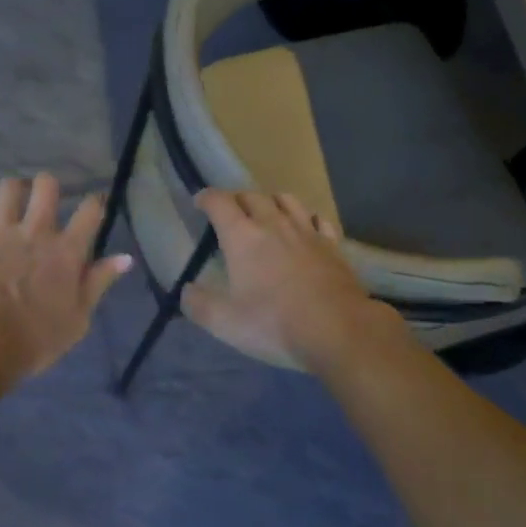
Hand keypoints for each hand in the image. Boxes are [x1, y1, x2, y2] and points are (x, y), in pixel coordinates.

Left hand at [0, 174, 131, 385]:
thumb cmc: (35, 339)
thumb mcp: (78, 319)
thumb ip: (99, 283)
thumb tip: (125, 258)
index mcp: (67, 251)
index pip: (90, 210)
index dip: (95, 202)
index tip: (94, 205)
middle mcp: (36, 230)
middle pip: (46, 185)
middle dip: (47, 186)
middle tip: (44, 200)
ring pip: (8, 187)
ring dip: (12, 192)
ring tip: (10, 205)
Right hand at [182, 190, 406, 372]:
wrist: (338, 330)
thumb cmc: (274, 324)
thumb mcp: (224, 323)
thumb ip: (199, 305)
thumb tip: (186, 291)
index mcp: (242, 237)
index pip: (219, 202)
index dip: (206, 198)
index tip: (199, 202)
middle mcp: (274, 224)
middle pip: (252, 196)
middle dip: (236, 200)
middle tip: (229, 214)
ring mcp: (307, 232)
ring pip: (287, 200)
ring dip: (270, 201)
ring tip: (266, 214)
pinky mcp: (332, 245)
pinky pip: (317, 219)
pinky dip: (305, 218)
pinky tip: (305, 230)